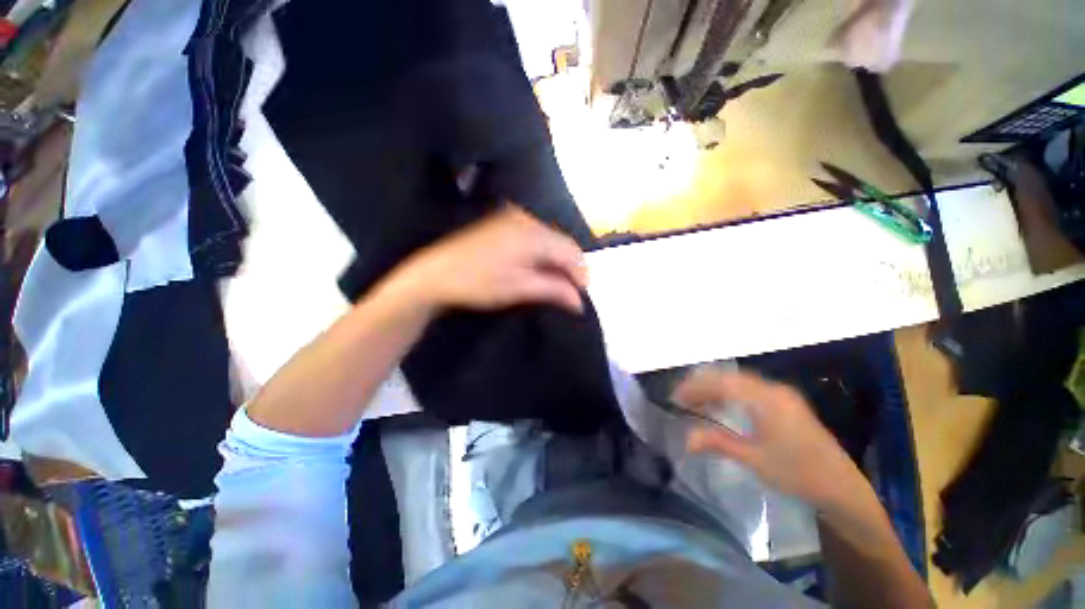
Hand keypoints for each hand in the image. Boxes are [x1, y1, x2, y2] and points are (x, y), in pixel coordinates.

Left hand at [387, 207, 587, 314]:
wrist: (434, 274)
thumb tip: (580, 301)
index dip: (581, 273)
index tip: (581, 295)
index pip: (571, 251)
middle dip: (569, 268)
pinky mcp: (504, 222)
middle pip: (562, 243)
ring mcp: (514, 218)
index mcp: (533, 233)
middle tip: (569, 292)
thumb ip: (554, 290)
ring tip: (555, 284)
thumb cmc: (478, 283)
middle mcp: (527, 219)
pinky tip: (539, 269)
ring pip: (549, 239)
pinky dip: (542, 253)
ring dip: (556, 261)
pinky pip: (535, 236)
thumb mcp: (519, 289)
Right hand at [673, 368, 869, 512]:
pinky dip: (729, 395)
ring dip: (715, 389)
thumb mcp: (754, 460)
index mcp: (767, 399)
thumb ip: (717, 443)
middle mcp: (774, 389)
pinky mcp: (785, 403)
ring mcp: (781, 394)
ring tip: (695, 402)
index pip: (722, 383)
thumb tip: (685, 440)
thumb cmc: (797, 473)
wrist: (842, 487)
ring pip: (738, 382)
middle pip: (729, 378)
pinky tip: (720, 406)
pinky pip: (749, 390)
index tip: (675, 397)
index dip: (696, 387)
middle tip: (681, 398)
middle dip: (702, 385)